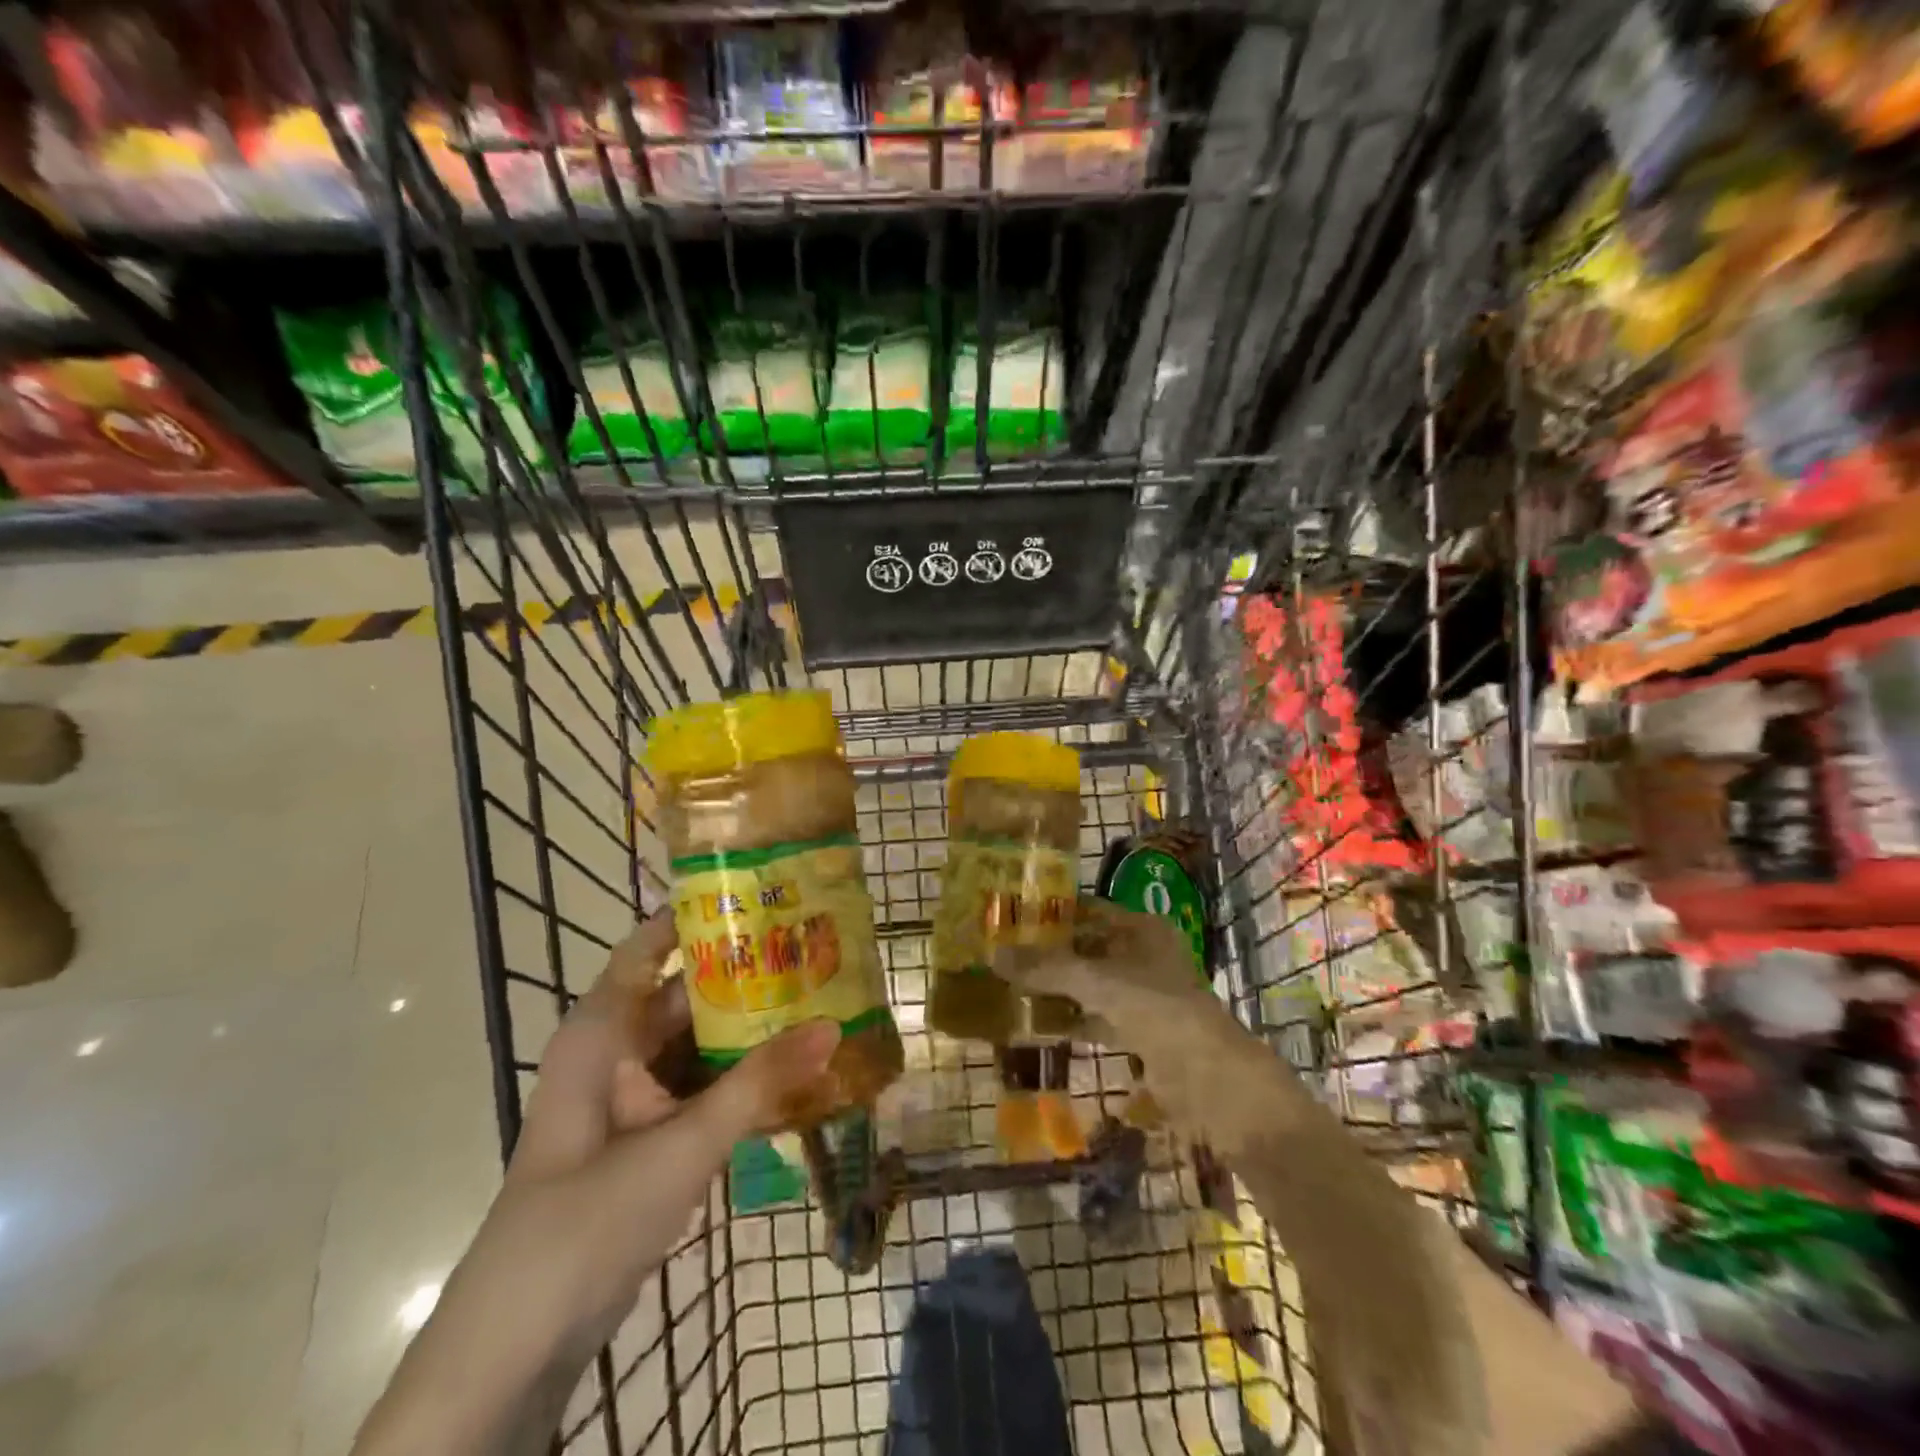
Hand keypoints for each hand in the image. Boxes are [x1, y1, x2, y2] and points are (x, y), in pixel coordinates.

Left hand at [354, 912, 839, 1455]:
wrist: (518, 1346)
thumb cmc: (586, 1220)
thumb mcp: (682, 1145)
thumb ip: (759, 1084)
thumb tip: (833, 1025)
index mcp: (604, 1029)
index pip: (652, 943)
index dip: (701, 913)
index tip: (764, 890)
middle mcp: (618, 1049)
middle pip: (689, 992)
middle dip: (748, 973)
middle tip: (816, 948)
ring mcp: (632, 1095)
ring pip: (699, 1041)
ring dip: (751, 1028)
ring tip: (820, 998)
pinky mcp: (647, 1134)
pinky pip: (701, 1086)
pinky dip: (741, 1077)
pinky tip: (795, 1070)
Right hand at [994, 899, 1274, 1140]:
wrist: (1207, 1077)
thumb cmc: (1154, 1007)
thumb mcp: (1095, 981)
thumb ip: (1045, 968)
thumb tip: (992, 954)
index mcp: (1143, 929)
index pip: (1091, 911)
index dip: (1055, 913)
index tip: (1014, 916)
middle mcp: (1145, 956)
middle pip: (1090, 949)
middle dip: (1052, 954)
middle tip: (1006, 954)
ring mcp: (1145, 996)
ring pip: (1093, 985)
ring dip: (1059, 989)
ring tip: (1013, 987)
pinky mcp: (1142, 1032)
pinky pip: (1098, 1018)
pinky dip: (1073, 1020)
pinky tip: (1039, 1025)